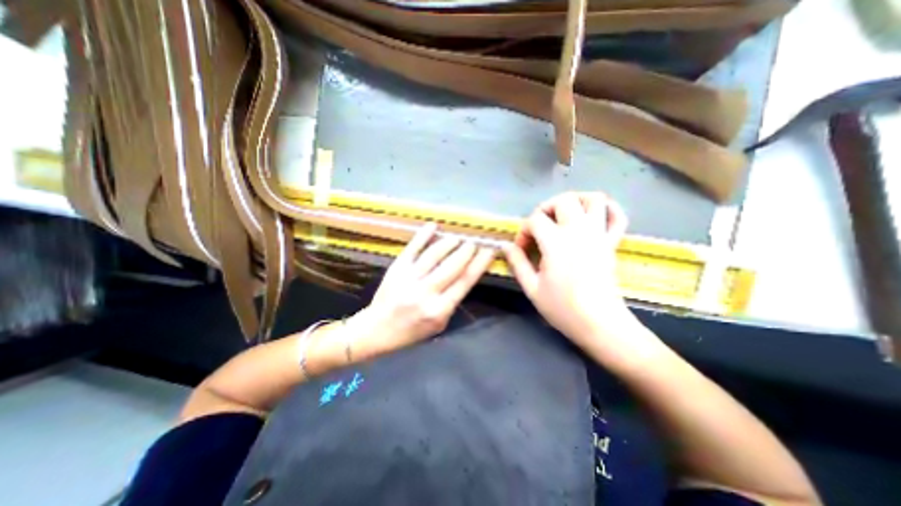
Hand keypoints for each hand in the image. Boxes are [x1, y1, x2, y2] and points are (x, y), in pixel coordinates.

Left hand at [349, 224, 490, 357]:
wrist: (376, 330)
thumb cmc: (411, 331)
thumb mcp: (438, 325)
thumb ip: (452, 302)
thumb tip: (464, 277)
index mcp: (439, 309)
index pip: (465, 281)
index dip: (479, 263)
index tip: (489, 251)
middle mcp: (426, 292)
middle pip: (453, 265)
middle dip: (467, 250)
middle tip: (475, 241)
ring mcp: (410, 278)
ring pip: (434, 254)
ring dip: (450, 243)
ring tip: (459, 237)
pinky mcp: (397, 269)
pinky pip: (412, 248)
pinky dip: (423, 235)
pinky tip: (434, 226)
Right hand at [503, 191, 635, 346]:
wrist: (600, 324)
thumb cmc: (562, 308)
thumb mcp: (532, 288)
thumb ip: (517, 263)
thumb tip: (506, 246)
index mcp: (556, 242)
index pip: (535, 220)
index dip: (524, 231)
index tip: (522, 248)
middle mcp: (579, 231)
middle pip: (563, 200)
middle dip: (546, 208)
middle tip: (540, 226)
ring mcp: (599, 235)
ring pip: (594, 199)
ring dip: (577, 200)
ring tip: (564, 214)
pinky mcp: (612, 243)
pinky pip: (618, 216)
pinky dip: (608, 209)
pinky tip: (595, 215)